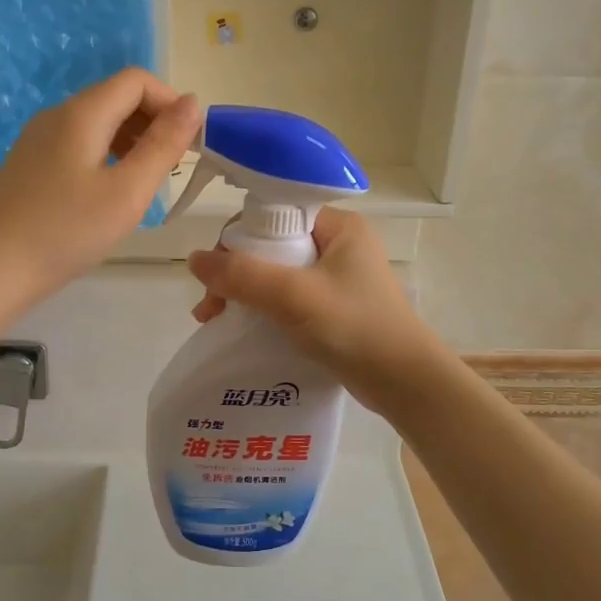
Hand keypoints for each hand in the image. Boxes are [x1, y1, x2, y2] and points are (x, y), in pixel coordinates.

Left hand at [0, 68, 200, 303]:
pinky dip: (107, 155)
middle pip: (116, 98)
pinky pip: (79, 144)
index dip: (171, 102)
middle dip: (154, 122)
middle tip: (174, 167)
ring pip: (98, 122)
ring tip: (147, 182)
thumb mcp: (128, 191)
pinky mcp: (30, 164)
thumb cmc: (66, 231)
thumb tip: (192, 103)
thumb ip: (163, 145)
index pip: (137, 81)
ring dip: (132, 140)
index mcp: (82, 113)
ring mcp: (39, 139)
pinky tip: (112, 193)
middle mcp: (58, 115)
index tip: (190, 144)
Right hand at [187, 209, 447, 415]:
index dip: (237, 241)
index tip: (215, 276)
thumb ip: (243, 276)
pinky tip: (244, 331)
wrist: (406, 383)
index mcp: (338, 227)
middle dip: (235, 274)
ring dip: (245, 295)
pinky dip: (264, 311)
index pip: (273, 217)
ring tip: (216, 322)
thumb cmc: (355, 328)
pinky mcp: (335, 308)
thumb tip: (194, 259)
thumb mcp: (294, 296)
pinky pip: (288, 299)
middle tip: (211, 308)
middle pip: (270, 247)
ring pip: (276, 275)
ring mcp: (338, 278)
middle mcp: (338, 245)